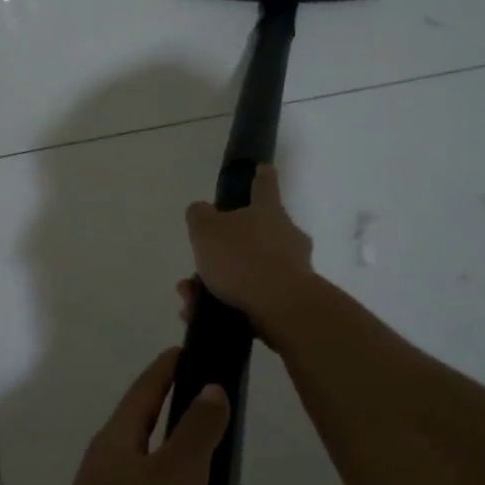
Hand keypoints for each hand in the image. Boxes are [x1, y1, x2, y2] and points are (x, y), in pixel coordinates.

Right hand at [182, 164, 316, 335]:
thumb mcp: (206, 230)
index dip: (261, 175)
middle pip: (255, 233)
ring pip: (249, 269)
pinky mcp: (291, 300)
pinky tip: (203, 316)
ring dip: (220, 281)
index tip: (263, 168)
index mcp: (268, 211)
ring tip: (191, 298)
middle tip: (201, 262)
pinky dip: (227, 304)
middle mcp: (286, 235)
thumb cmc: (243, 259)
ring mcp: (293, 268)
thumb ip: (200, 216)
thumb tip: (202, 210)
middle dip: (226, 248)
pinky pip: (253, 297)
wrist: (282, 308)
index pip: (264, 185)